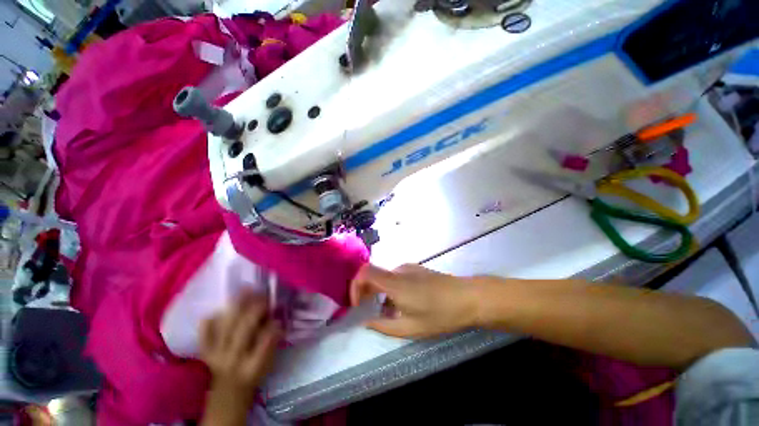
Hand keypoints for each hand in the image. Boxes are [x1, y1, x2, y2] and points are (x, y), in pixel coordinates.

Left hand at [199, 293, 281, 401]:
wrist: (228, 391)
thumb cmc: (254, 374)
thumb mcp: (268, 363)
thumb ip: (272, 342)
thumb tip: (276, 319)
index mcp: (253, 365)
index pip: (265, 341)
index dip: (272, 326)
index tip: (278, 313)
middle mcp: (233, 359)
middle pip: (244, 329)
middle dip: (256, 308)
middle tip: (263, 293)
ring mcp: (216, 355)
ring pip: (226, 326)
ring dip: (236, 306)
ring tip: (245, 289)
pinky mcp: (205, 353)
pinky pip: (204, 334)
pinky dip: (209, 321)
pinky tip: (216, 310)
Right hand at [350, 264, 481, 337]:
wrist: (468, 297)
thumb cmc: (440, 314)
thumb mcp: (410, 328)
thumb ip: (384, 326)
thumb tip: (367, 322)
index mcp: (394, 283)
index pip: (364, 272)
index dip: (355, 286)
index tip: (357, 305)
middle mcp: (398, 270)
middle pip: (372, 274)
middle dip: (365, 292)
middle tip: (368, 311)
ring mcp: (408, 268)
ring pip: (384, 277)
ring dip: (379, 293)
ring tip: (387, 313)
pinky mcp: (416, 269)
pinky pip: (395, 277)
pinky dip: (390, 289)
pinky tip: (402, 304)